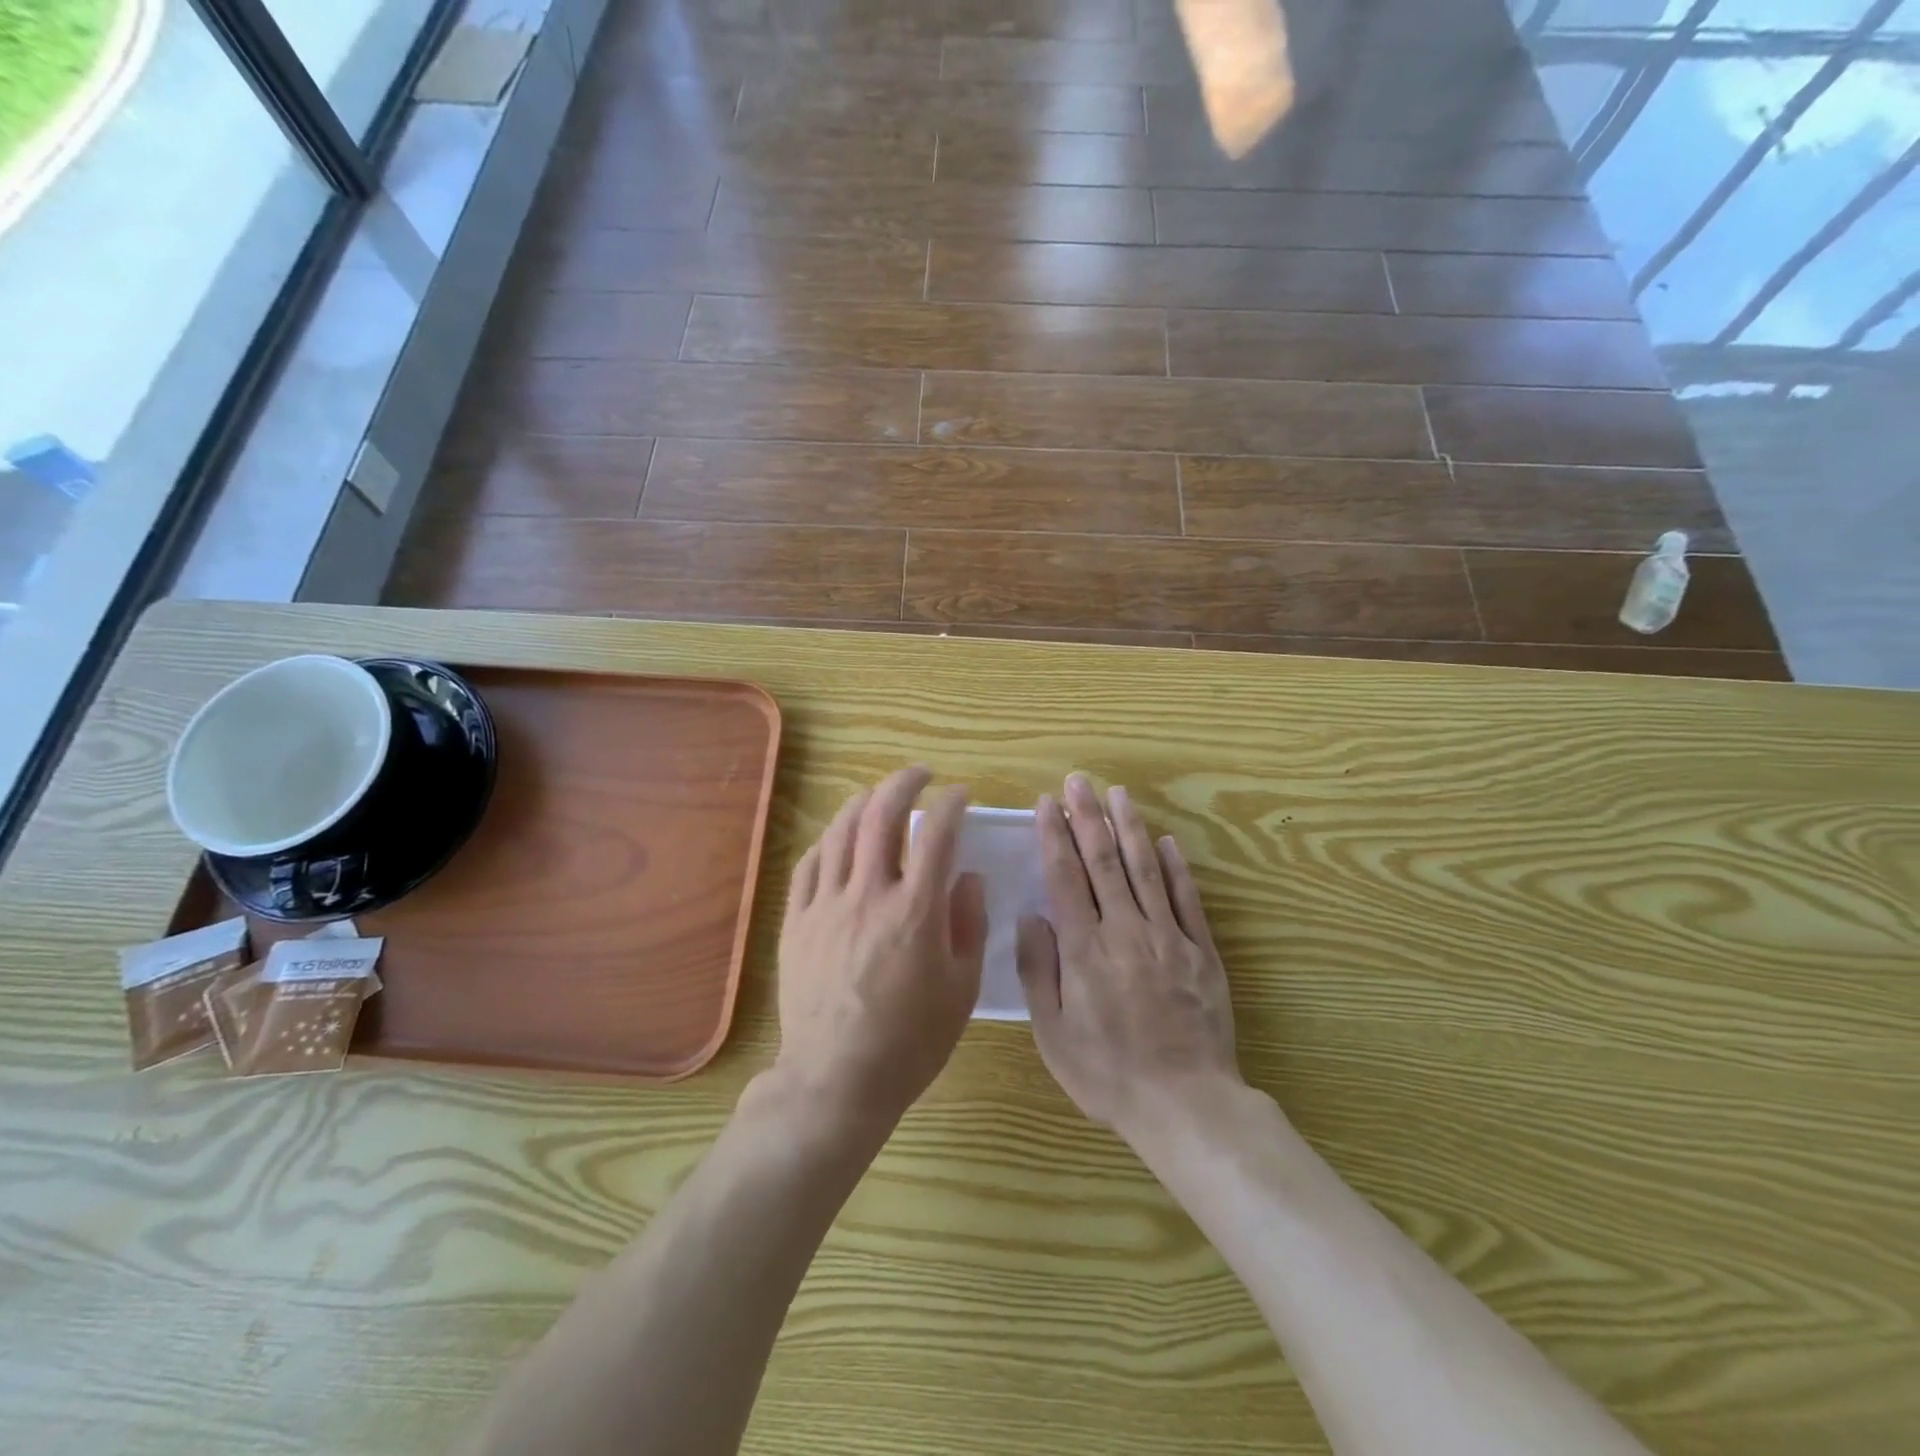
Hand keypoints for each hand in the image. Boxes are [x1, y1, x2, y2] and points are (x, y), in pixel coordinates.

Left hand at [774, 766, 986, 1124]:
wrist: (837, 1079)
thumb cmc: (910, 1041)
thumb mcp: (961, 988)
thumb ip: (968, 924)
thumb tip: (967, 877)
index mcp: (915, 910)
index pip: (936, 833)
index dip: (951, 804)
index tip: (960, 795)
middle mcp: (868, 894)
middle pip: (882, 816)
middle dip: (904, 783)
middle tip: (920, 775)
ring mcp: (826, 905)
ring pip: (841, 831)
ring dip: (863, 802)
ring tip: (879, 796)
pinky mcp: (797, 921)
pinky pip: (809, 864)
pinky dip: (828, 841)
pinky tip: (839, 840)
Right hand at [1016, 773, 1239, 1136]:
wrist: (1185, 1104)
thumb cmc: (1107, 1073)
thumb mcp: (1053, 1033)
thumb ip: (1039, 970)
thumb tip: (1032, 916)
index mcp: (1085, 949)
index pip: (1066, 877)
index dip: (1055, 836)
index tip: (1048, 804)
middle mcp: (1126, 931)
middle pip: (1104, 862)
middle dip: (1089, 817)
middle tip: (1080, 781)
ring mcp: (1168, 937)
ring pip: (1146, 870)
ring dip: (1130, 828)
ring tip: (1119, 794)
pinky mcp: (1201, 952)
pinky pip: (1187, 900)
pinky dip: (1177, 868)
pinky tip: (1167, 842)